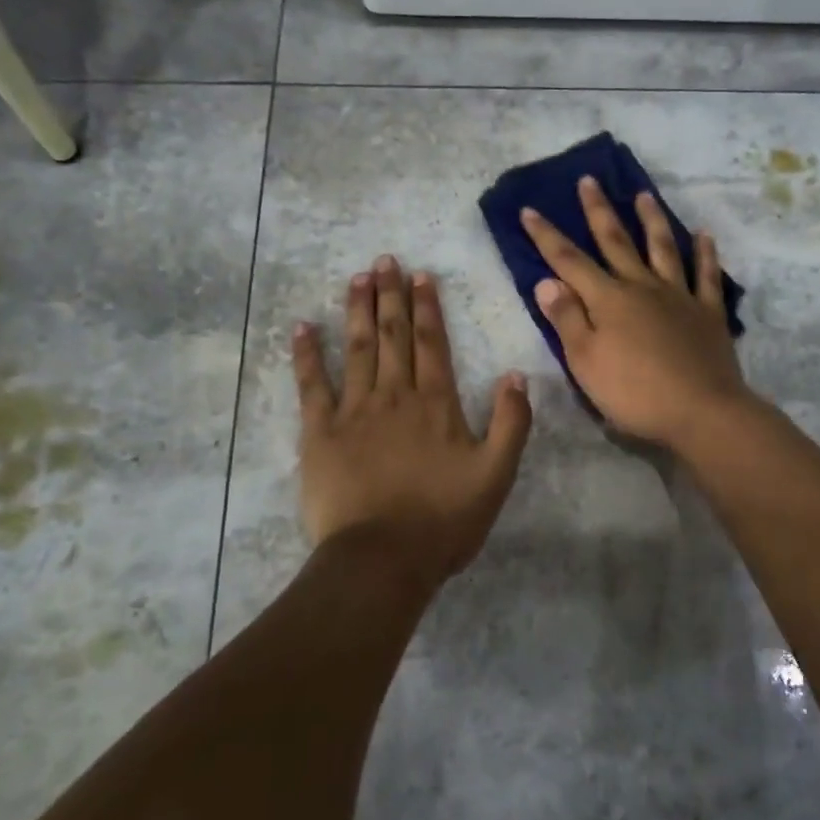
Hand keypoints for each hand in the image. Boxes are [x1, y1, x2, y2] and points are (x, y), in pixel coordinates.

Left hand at [293, 256, 531, 587]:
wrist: (382, 559)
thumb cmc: (443, 520)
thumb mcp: (496, 475)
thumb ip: (511, 423)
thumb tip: (516, 375)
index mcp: (436, 404)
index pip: (432, 343)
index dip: (427, 307)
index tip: (420, 276)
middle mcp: (395, 395)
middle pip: (393, 336)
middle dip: (390, 296)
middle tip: (384, 260)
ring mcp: (354, 411)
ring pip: (357, 349)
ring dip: (358, 311)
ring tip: (358, 278)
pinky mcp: (321, 432)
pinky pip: (312, 385)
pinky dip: (307, 354)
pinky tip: (302, 327)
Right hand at [521, 178, 751, 446]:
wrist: (702, 412)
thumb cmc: (634, 393)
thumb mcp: (586, 362)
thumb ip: (567, 319)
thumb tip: (547, 281)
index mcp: (608, 300)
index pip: (569, 261)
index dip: (547, 236)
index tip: (529, 209)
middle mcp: (642, 287)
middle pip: (616, 242)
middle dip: (598, 211)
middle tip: (589, 180)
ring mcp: (679, 296)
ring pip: (663, 248)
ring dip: (651, 219)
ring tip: (644, 194)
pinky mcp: (708, 313)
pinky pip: (706, 276)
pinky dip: (705, 253)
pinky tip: (704, 235)